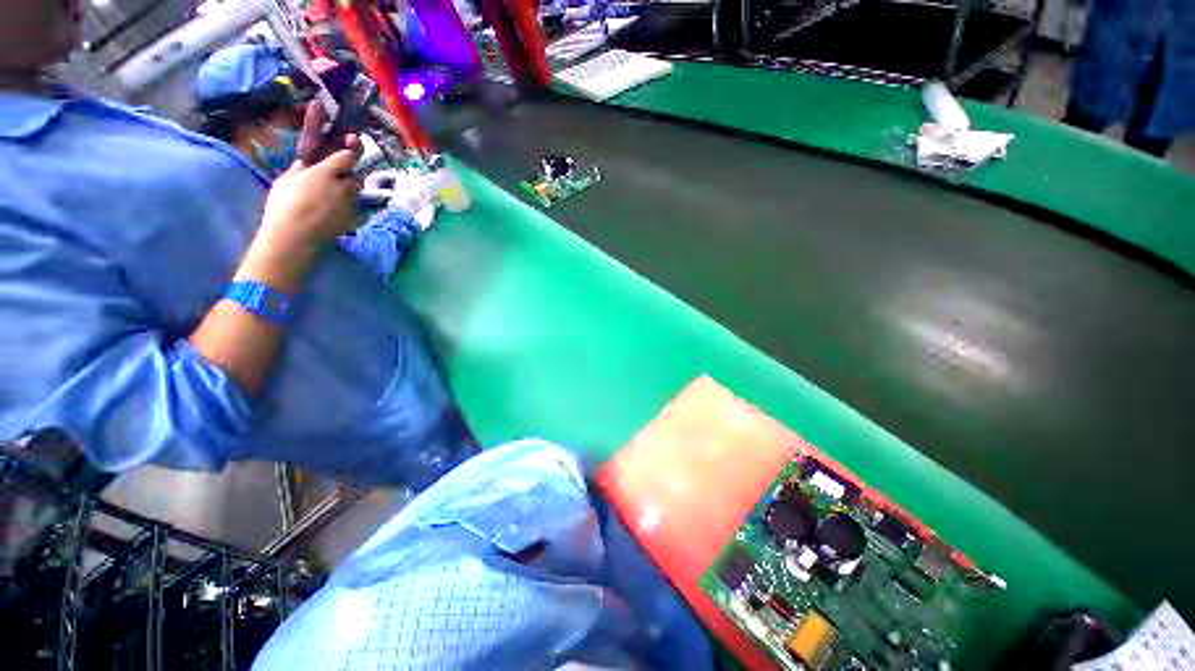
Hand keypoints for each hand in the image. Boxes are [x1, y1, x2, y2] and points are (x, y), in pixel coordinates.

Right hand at [242, 138, 362, 290]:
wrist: (296, 235)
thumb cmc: (284, 205)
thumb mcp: (286, 180)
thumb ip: (301, 170)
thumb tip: (306, 165)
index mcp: (327, 172)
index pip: (348, 156)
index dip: (351, 150)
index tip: (352, 144)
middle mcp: (344, 187)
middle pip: (355, 177)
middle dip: (347, 177)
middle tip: (334, 182)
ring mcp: (352, 204)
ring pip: (356, 193)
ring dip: (348, 193)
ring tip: (331, 200)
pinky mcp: (356, 220)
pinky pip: (358, 210)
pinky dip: (350, 210)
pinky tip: (336, 214)